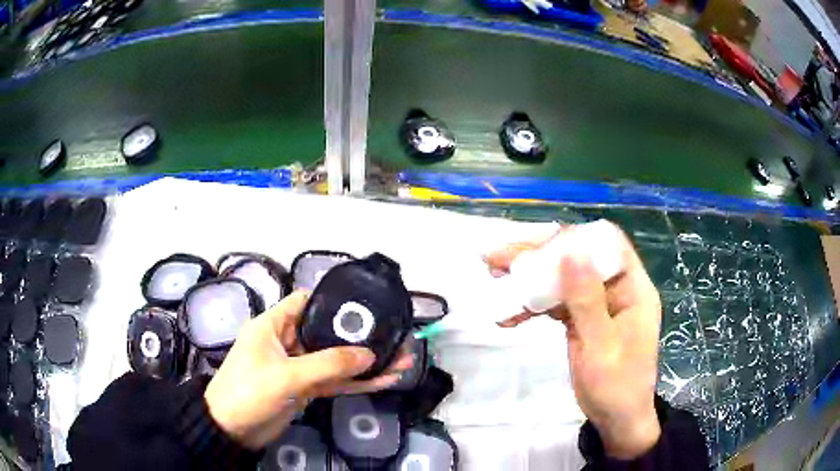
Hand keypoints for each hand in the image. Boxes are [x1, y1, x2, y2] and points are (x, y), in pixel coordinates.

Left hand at [204, 291, 412, 449]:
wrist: (233, 430)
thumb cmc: (249, 392)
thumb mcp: (286, 376)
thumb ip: (328, 365)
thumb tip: (370, 355)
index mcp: (274, 325)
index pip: (305, 301)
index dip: (332, 300)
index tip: (364, 305)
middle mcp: (288, 342)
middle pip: (328, 332)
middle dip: (360, 336)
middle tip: (394, 335)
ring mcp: (299, 367)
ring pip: (336, 360)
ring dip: (365, 362)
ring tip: (401, 359)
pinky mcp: (306, 388)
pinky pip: (335, 381)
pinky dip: (357, 381)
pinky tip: (384, 380)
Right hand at [485, 223, 661, 459]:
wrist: (616, 420)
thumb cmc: (616, 388)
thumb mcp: (601, 348)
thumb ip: (587, 302)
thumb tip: (572, 252)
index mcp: (633, 289)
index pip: (609, 245)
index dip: (576, 238)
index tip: (538, 247)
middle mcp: (616, 289)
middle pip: (580, 258)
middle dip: (540, 256)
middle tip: (499, 257)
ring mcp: (598, 303)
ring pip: (564, 278)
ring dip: (531, 278)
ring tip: (495, 276)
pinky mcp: (583, 318)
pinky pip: (557, 302)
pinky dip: (534, 305)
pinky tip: (509, 315)